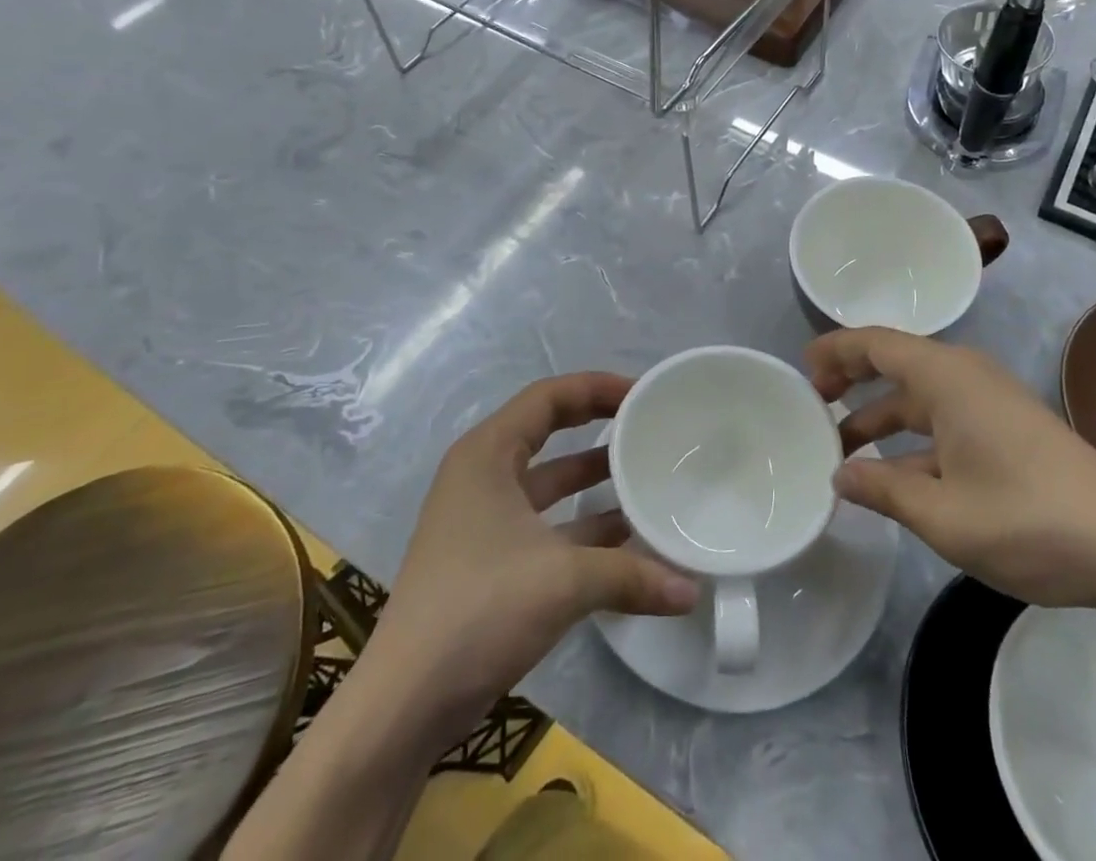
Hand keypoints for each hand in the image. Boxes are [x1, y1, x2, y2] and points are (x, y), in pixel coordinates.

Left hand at [364, 372, 697, 740]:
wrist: (403, 706)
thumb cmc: (478, 611)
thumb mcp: (562, 581)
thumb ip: (631, 575)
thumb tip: (692, 589)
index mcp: (488, 454)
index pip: (548, 396)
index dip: (596, 388)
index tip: (643, 396)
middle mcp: (483, 476)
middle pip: (549, 431)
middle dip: (599, 427)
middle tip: (648, 428)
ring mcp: (484, 521)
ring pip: (550, 482)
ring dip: (595, 480)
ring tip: (648, 478)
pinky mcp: (491, 561)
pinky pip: (547, 524)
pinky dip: (583, 526)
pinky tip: (627, 540)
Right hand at [811, 328, 1095, 613]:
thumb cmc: (1029, 520)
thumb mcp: (943, 514)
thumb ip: (883, 489)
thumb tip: (839, 474)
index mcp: (947, 377)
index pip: (876, 344)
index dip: (835, 350)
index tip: (801, 368)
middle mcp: (966, 377)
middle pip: (895, 363)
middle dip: (852, 380)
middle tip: (812, 404)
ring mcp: (990, 403)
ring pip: (919, 397)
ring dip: (880, 416)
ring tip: (840, 447)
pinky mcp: (1007, 429)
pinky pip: (943, 419)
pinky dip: (911, 438)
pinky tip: (893, 475)